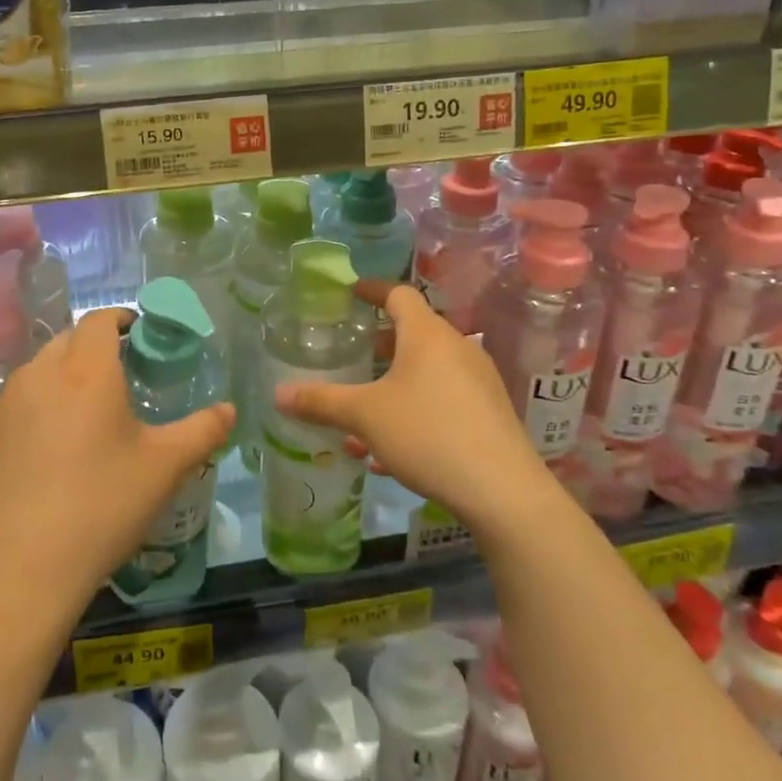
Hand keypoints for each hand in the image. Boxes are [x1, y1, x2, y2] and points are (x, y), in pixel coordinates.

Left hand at [0, 308, 232, 615]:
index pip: (99, 320)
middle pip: (66, 341)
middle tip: (116, 379)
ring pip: (37, 373)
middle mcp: (40, 375)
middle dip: (91, 348)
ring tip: (81, 417)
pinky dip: (32, 414)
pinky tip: (44, 456)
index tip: (136, 333)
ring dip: (61, 380)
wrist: (20, 569)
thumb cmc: (102, 506)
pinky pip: (13, 409)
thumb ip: (202, 431)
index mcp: (87, 372)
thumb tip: (229, 409)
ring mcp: (3, 406)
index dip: (119, 318)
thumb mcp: (164, 468)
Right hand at [272, 281, 549, 531]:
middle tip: (353, 355)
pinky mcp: (489, 412)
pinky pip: (443, 398)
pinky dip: (415, 409)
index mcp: (427, 334)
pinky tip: (392, 450)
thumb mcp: (365, 417)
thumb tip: (278, 394)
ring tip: (364, 411)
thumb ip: (321, 401)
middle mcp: (456, 348)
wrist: (503, 491)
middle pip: (414, 332)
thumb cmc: (428, 434)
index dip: (372, 290)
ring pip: (427, 370)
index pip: (398, 294)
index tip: (351, 293)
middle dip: (380, 344)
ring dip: (394, 383)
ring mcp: (478, 380)